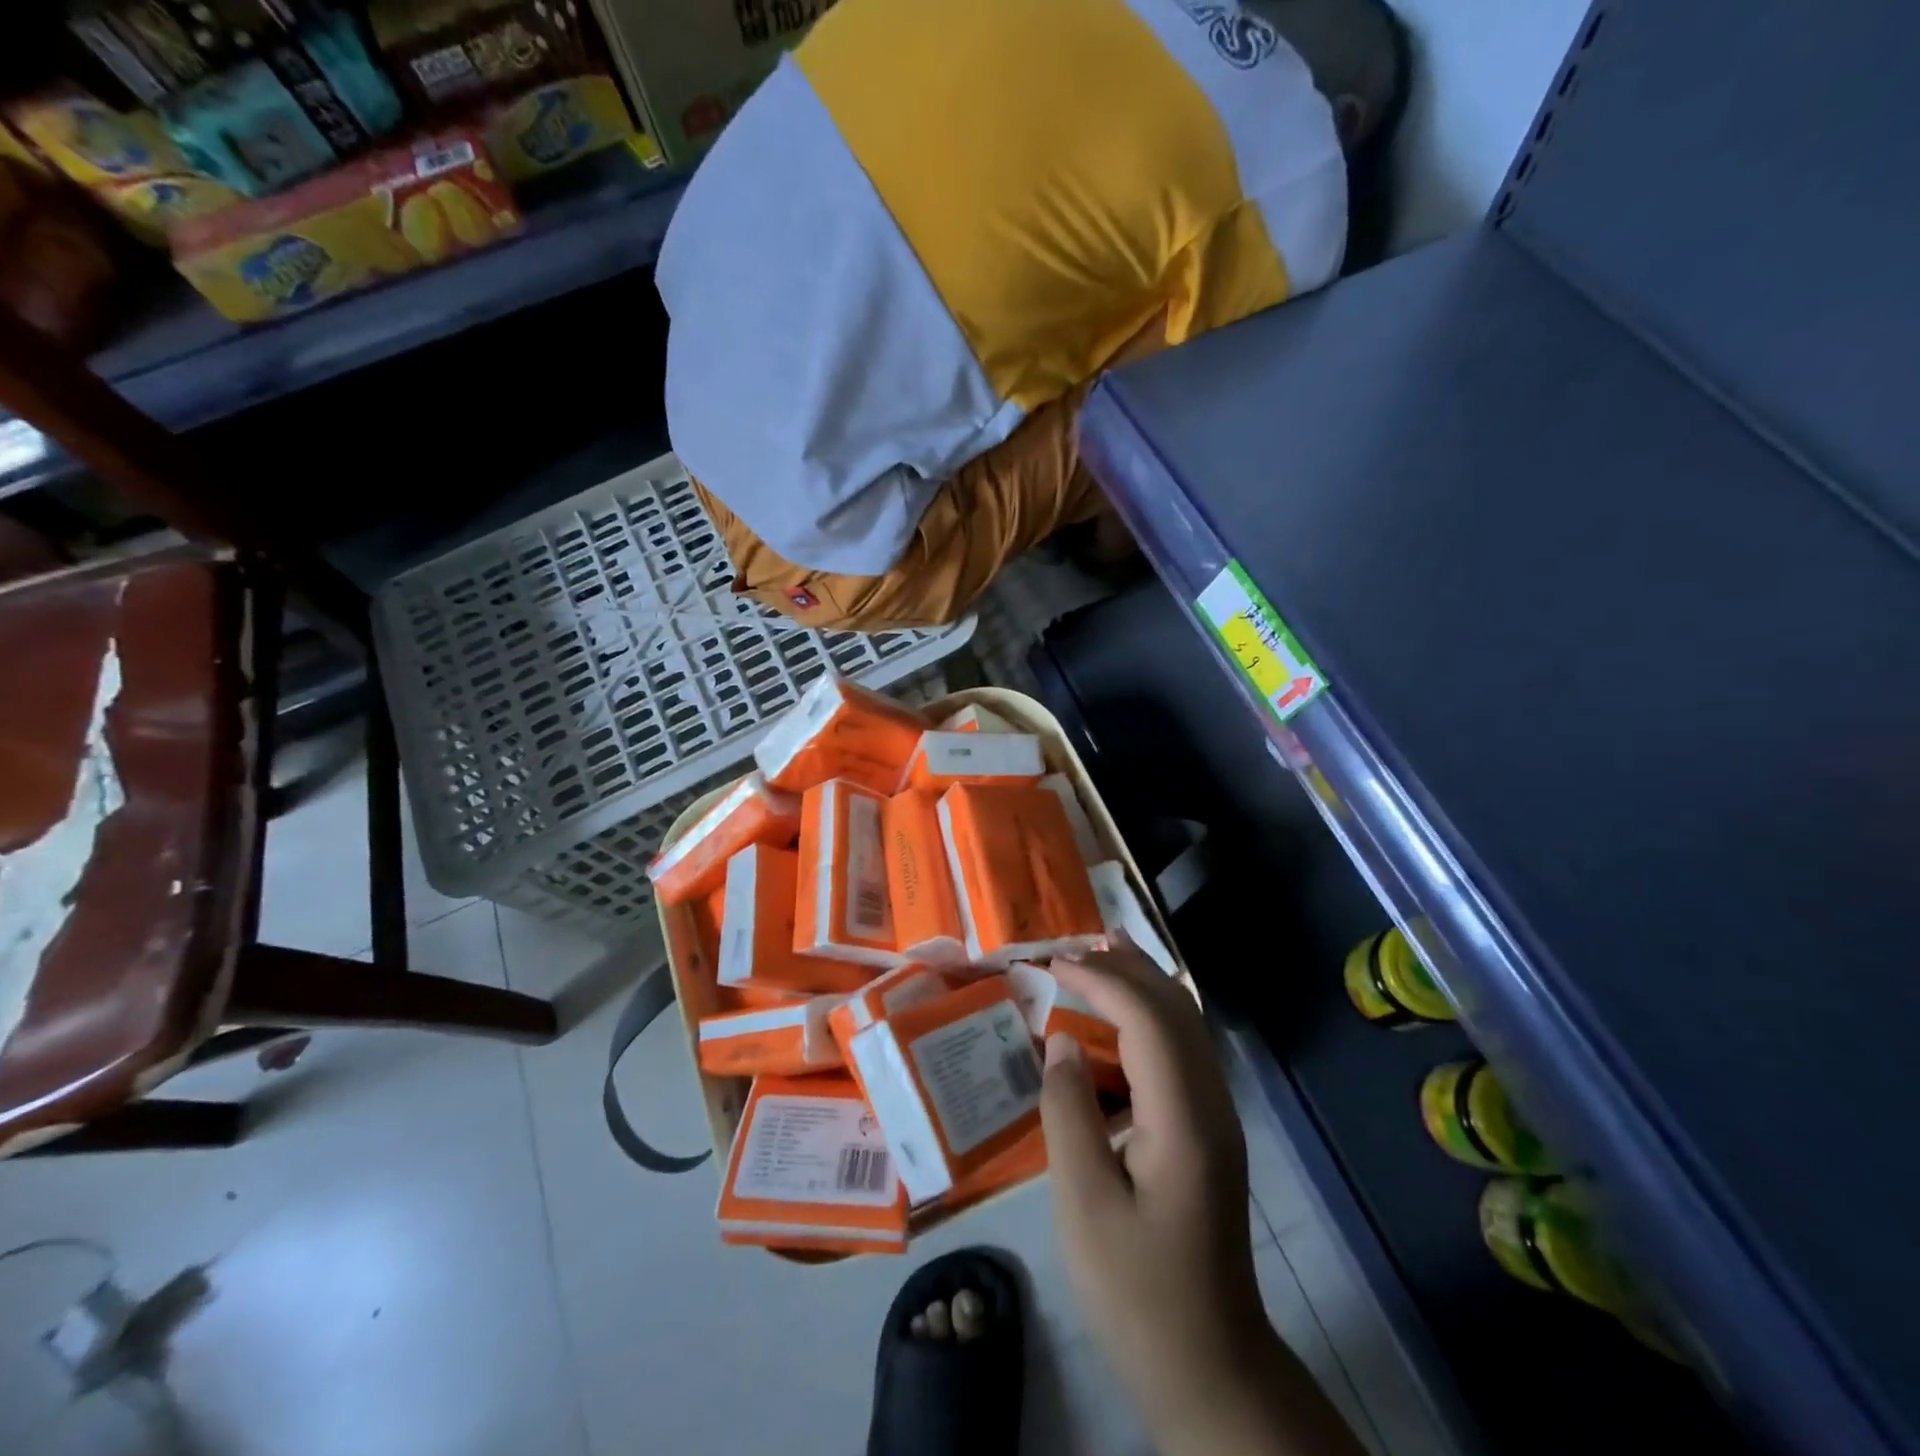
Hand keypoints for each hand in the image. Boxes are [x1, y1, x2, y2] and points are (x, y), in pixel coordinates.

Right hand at [1040, 940, 1364, 1455]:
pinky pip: (1182, 1051)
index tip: (1055, 963)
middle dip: (1127, 968)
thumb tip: (1060, 1043)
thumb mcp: (1084, 1206)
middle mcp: (1211, 1103)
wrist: (1209, 1364)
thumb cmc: (1137, 1290)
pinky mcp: (1209, 1131)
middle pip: (1175, 1010)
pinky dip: (1149, 1017)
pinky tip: (1120, 1021)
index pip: (1147, 1020)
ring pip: (1185, 1025)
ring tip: (1100, 958)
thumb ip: (1069, 1113)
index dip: (1101, 982)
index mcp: (1184, 1119)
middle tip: (1076, 944)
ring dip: (1143, 985)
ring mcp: (1217, 1116)